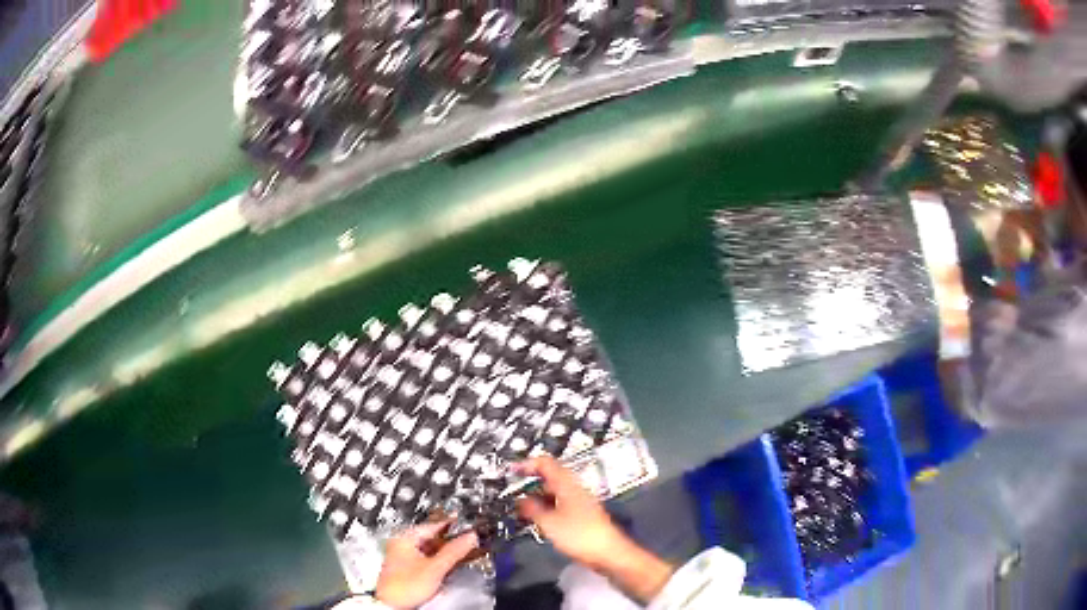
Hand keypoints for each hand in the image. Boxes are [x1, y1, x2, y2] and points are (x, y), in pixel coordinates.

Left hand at [375, 520, 478, 609]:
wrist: (393, 605)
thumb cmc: (404, 586)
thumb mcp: (435, 567)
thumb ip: (454, 551)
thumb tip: (469, 538)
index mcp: (403, 538)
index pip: (433, 525)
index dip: (451, 525)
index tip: (465, 525)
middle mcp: (400, 544)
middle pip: (431, 537)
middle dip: (449, 541)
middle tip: (466, 540)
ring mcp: (402, 556)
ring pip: (428, 549)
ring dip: (444, 552)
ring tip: (459, 553)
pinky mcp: (405, 568)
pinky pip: (425, 559)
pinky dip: (437, 560)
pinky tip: (445, 565)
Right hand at [514, 456, 627, 570]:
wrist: (608, 553)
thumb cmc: (579, 535)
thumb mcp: (549, 522)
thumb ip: (532, 509)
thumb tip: (520, 500)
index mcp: (567, 484)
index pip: (545, 463)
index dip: (526, 464)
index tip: (510, 471)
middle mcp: (574, 488)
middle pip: (549, 477)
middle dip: (529, 484)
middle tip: (512, 494)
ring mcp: (579, 501)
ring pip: (553, 492)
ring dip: (536, 498)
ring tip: (520, 510)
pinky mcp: (581, 515)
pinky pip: (559, 504)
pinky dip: (546, 508)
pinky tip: (538, 520)